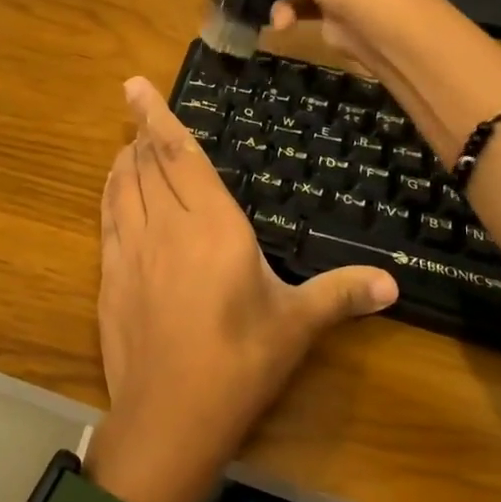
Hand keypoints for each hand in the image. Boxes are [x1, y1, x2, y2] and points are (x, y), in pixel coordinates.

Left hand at [88, 78, 397, 501]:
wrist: (170, 415)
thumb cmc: (240, 363)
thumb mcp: (297, 325)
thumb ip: (341, 294)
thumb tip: (393, 283)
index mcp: (212, 224)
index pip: (179, 155)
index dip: (156, 116)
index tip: (135, 85)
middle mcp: (166, 225)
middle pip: (146, 163)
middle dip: (141, 132)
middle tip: (138, 109)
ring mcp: (131, 249)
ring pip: (121, 186)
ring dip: (124, 160)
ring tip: (128, 144)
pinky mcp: (110, 275)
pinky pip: (107, 217)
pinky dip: (109, 193)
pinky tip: (113, 191)